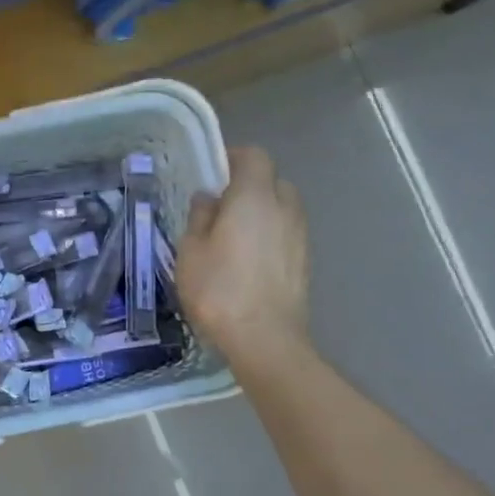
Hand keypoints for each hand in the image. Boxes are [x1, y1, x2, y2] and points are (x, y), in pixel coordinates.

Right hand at [177, 147, 311, 363]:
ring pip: (281, 209)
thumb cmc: (218, 289)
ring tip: (232, 237)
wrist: (264, 339)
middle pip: (272, 181)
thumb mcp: (190, 250)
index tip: (212, 171)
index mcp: (254, 197)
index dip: (233, 157)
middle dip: (248, 186)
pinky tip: (247, 262)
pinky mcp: (304, 262)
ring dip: (260, 213)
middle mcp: (284, 208)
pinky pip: (285, 234)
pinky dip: (269, 236)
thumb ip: (199, 216)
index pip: (253, 156)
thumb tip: (208, 197)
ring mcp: (299, 236)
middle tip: (220, 207)